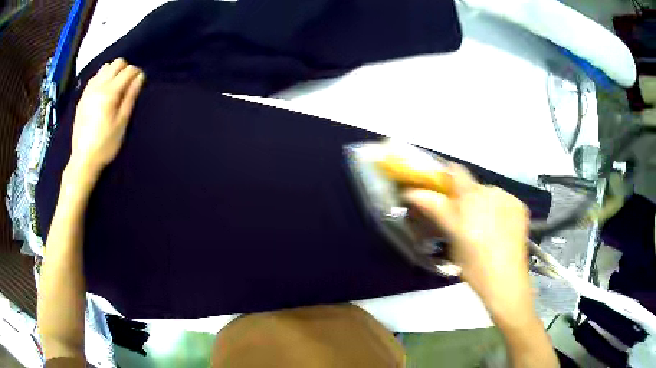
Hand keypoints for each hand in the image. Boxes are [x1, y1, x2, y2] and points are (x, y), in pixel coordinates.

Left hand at [69, 58, 144, 179]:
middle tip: (128, 85)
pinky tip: (103, 91)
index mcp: (110, 92)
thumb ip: (131, 97)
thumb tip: (140, 77)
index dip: (137, 73)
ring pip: (105, 67)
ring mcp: (88, 90)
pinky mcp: (82, 97)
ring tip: (115, 87)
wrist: (83, 159)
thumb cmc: (106, 144)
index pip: (128, 70)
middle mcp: (98, 86)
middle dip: (126, 69)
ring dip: (113, 72)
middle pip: (117, 63)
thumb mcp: (122, 123)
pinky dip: (102, 77)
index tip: (139, 83)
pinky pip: (95, 77)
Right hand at [403, 165, 533, 324]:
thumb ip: (435, 209)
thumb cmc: (474, 265)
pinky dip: (497, 210)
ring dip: (481, 205)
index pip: (455, 171)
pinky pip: (502, 201)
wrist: (506, 281)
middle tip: (459, 221)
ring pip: (488, 194)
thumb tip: (413, 192)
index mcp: (472, 197)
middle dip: (463, 199)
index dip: (444, 176)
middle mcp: (492, 191)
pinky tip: (497, 230)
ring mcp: (508, 198)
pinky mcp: (520, 207)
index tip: (438, 190)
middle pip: (472, 186)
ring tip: (482, 229)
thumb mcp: (452, 238)